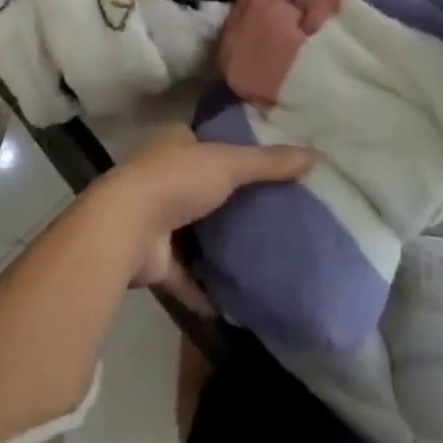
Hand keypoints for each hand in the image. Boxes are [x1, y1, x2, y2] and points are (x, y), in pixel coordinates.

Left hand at [83, 125, 310, 311]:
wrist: (128, 228)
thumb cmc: (177, 181)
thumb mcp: (228, 163)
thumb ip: (268, 163)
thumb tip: (313, 156)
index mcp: (174, 144)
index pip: (206, 142)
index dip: (232, 151)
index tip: (265, 168)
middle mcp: (162, 176)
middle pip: (203, 187)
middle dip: (229, 201)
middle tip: (273, 213)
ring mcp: (157, 218)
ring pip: (195, 230)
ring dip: (217, 244)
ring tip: (261, 254)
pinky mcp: (156, 259)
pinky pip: (187, 274)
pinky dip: (206, 288)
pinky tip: (236, 300)